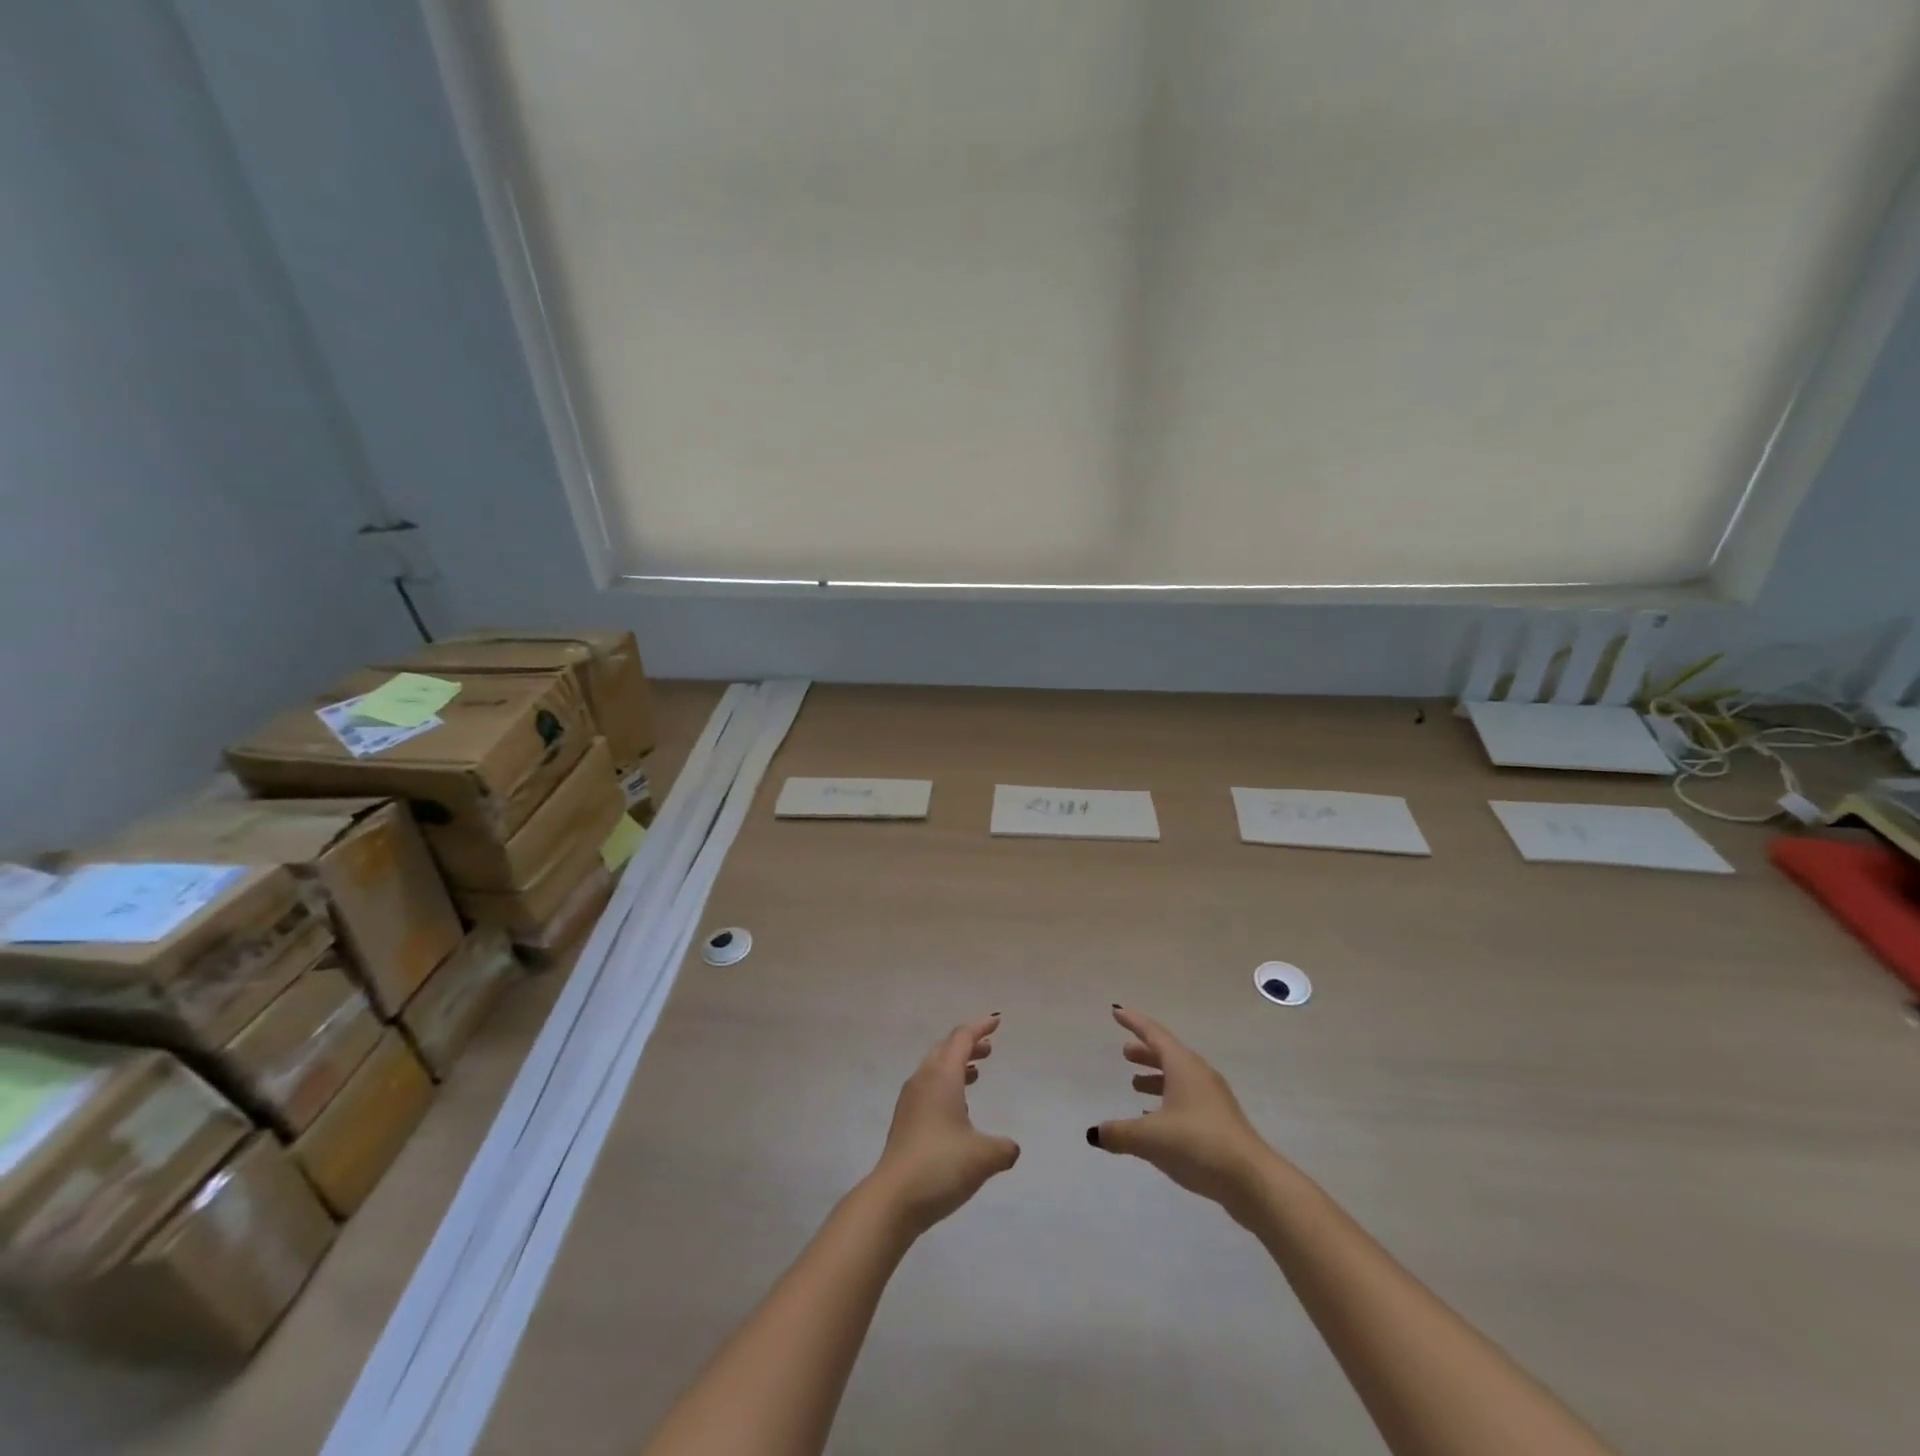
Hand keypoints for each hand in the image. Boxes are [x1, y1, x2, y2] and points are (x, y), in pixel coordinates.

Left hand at [869, 1015, 1020, 1233]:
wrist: (893, 1199)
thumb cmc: (941, 1165)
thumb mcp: (983, 1157)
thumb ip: (1003, 1148)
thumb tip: (1011, 1147)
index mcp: (942, 1076)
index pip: (962, 1038)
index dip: (980, 1027)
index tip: (996, 1021)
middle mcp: (923, 1080)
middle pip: (945, 1048)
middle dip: (968, 1044)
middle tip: (988, 1048)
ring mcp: (910, 1100)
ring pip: (935, 1068)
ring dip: (956, 1064)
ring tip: (976, 1073)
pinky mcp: (904, 1120)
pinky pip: (928, 1087)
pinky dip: (945, 1084)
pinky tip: (957, 1107)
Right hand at [1088, 1006, 1275, 1219]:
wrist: (1252, 1180)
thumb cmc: (1197, 1144)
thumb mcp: (1150, 1138)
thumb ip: (1120, 1133)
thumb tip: (1094, 1133)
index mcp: (1183, 1066)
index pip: (1154, 1034)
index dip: (1133, 1022)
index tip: (1116, 1011)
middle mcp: (1199, 1075)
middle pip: (1168, 1054)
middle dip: (1145, 1052)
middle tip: (1125, 1052)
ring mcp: (1213, 1099)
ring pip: (1178, 1078)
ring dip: (1156, 1078)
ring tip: (1135, 1085)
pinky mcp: (1220, 1122)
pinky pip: (1187, 1099)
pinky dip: (1168, 1101)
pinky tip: (1155, 1120)